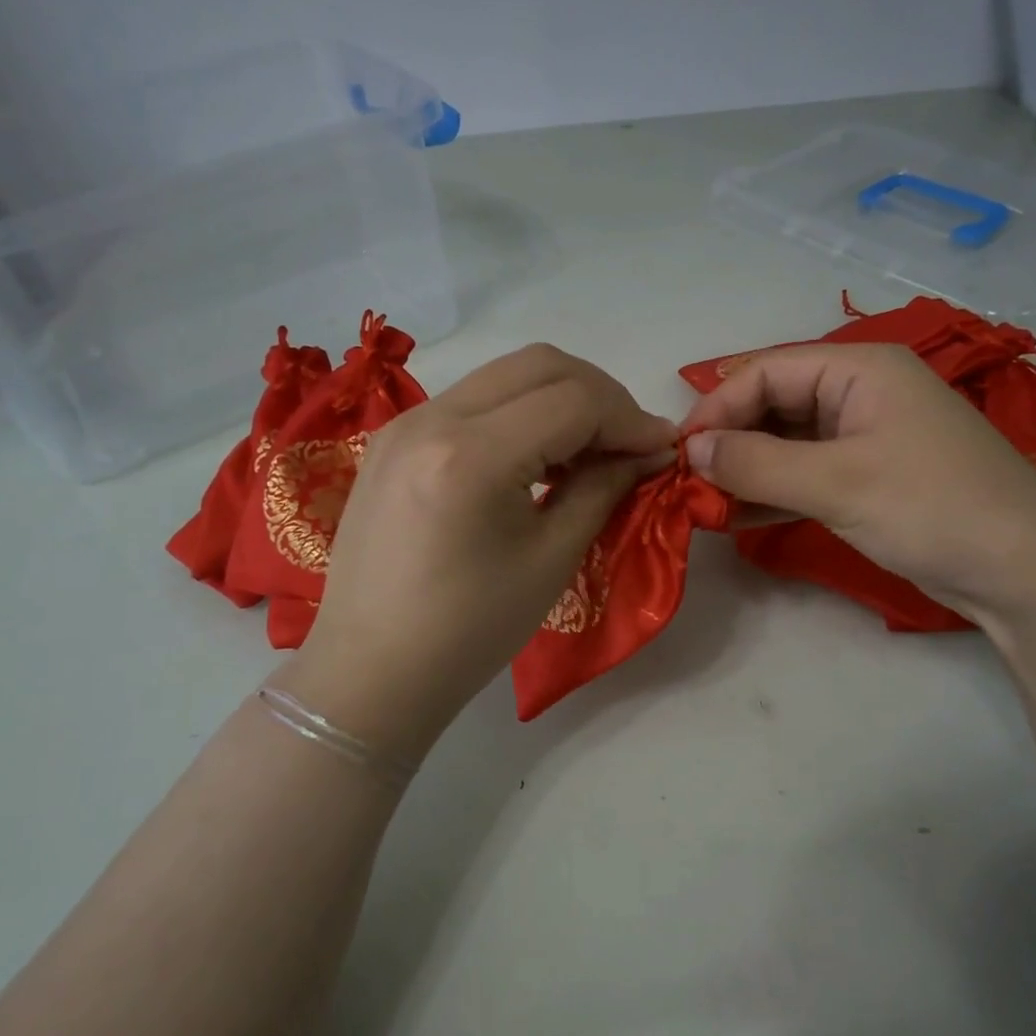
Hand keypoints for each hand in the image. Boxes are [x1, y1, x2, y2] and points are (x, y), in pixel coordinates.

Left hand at [282, 345, 675, 757]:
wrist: (372, 670)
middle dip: (600, 395)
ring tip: (590, 451)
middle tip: (631, 443)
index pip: (574, 400)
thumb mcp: (552, 559)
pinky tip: (539, 456)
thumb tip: (650, 452)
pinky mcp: (395, 438)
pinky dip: (521, 412)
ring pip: (506, 374)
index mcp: (471, 456)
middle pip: (540, 364)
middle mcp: (432, 418)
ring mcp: (405, 422)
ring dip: (561, 399)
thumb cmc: (469, 631)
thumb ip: (604, 489)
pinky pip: (474, 399)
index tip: (663, 448)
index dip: (630, 418)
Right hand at [683, 343, 1035, 627]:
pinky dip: (773, 492)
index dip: (718, 407)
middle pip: (775, 404)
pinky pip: (806, 475)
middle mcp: (861, 392)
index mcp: (859, 368)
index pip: (767, 371)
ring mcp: (867, 437)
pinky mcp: (870, 478)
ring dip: (746, 471)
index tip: (680, 453)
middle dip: (730, 440)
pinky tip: (737, 517)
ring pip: (787, 443)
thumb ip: (757, 464)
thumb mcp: (837, 482)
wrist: (1024, 572)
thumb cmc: (931, 508)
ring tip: (703, 504)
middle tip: (688, 483)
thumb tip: (692, 451)